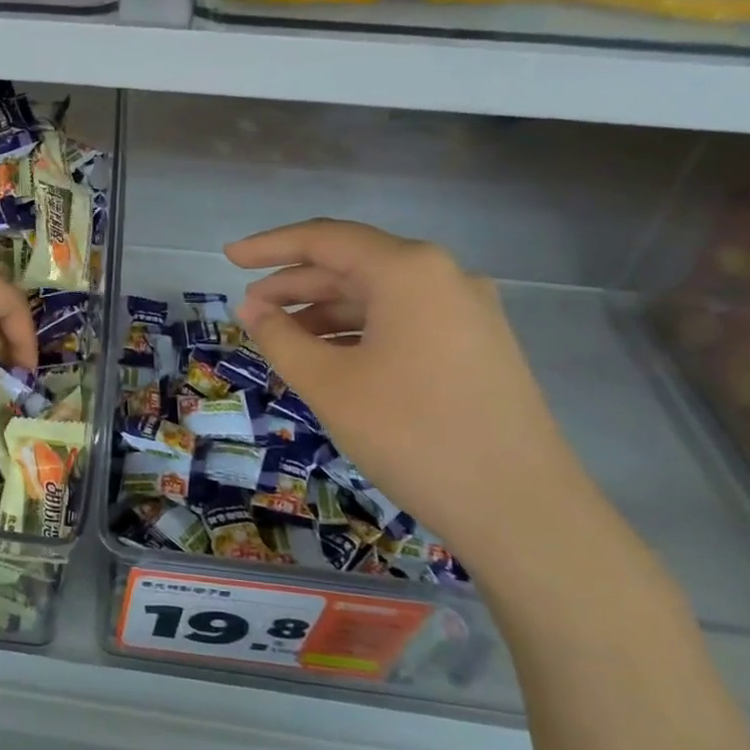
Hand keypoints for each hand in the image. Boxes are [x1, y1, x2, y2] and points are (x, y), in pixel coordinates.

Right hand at [226, 220, 597, 566]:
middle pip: (353, 264)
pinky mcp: (478, 346)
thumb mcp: (328, 384)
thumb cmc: (412, 434)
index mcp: (408, 270)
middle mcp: (444, 276)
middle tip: (249, 309)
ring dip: (324, 310)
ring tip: (281, 338)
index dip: (269, 246)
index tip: (227, 258)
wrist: (522, 510)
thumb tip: (252, 310)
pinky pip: (403, 321)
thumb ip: (280, 337)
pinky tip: (330, 358)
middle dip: (295, 284)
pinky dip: (359, 331)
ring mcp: (468, 312)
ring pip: (378, 295)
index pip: (324, 239)